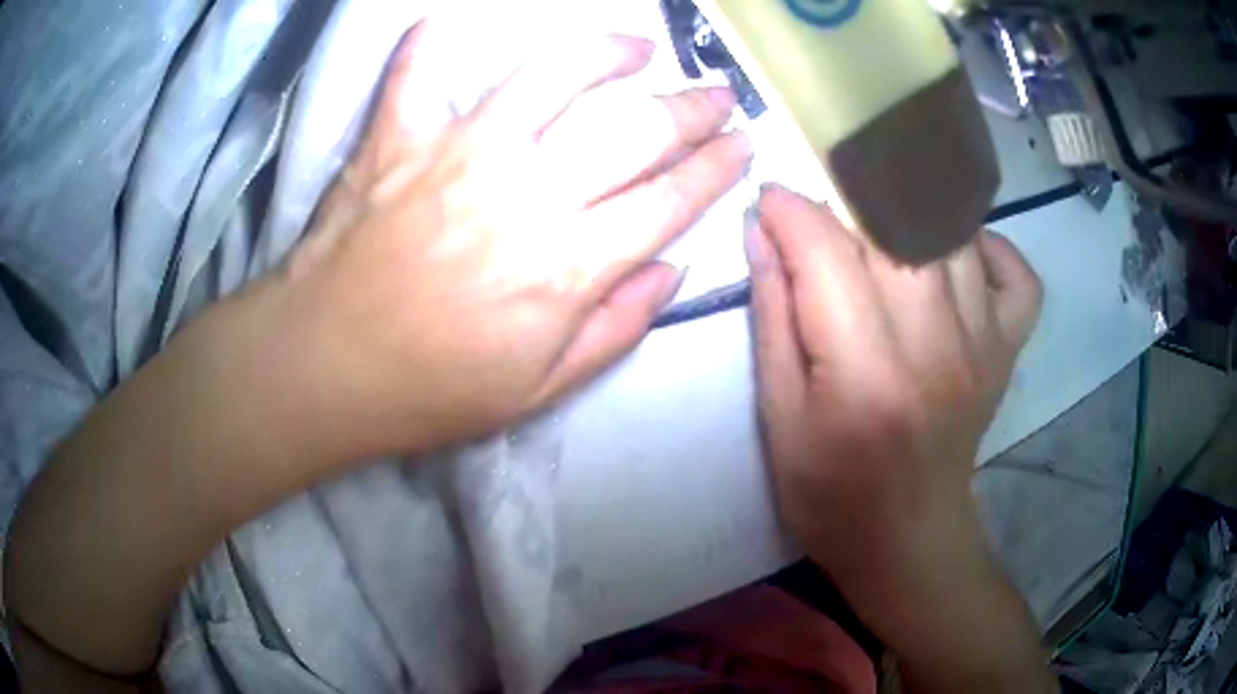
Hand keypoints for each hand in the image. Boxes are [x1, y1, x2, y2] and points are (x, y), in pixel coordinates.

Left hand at [260, 24, 750, 463]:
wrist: (323, 369)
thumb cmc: (430, 391)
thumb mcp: (539, 392)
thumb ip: (616, 328)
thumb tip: (673, 269)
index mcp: (565, 267)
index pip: (670, 200)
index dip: (718, 169)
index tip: (743, 146)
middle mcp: (524, 193)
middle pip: (634, 131)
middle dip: (693, 109)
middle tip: (719, 96)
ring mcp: (456, 154)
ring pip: (551, 75)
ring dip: (607, 53)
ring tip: (637, 48)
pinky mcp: (397, 139)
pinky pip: (419, 71)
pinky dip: (433, 44)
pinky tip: (452, 26)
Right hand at [747, 186, 1040, 575]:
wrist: (908, 540)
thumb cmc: (830, 493)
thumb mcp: (778, 419)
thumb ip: (773, 318)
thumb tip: (763, 234)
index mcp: (864, 370)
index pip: (826, 251)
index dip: (790, 211)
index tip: (769, 202)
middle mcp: (934, 342)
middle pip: (894, 225)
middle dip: (845, 195)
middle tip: (819, 207)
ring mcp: (982, 343)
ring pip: (952, 233)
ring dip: (908, 208)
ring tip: (874, 220)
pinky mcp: (1005, 351)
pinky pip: (1017, 276)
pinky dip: (989, 247)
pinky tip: (955, 252)